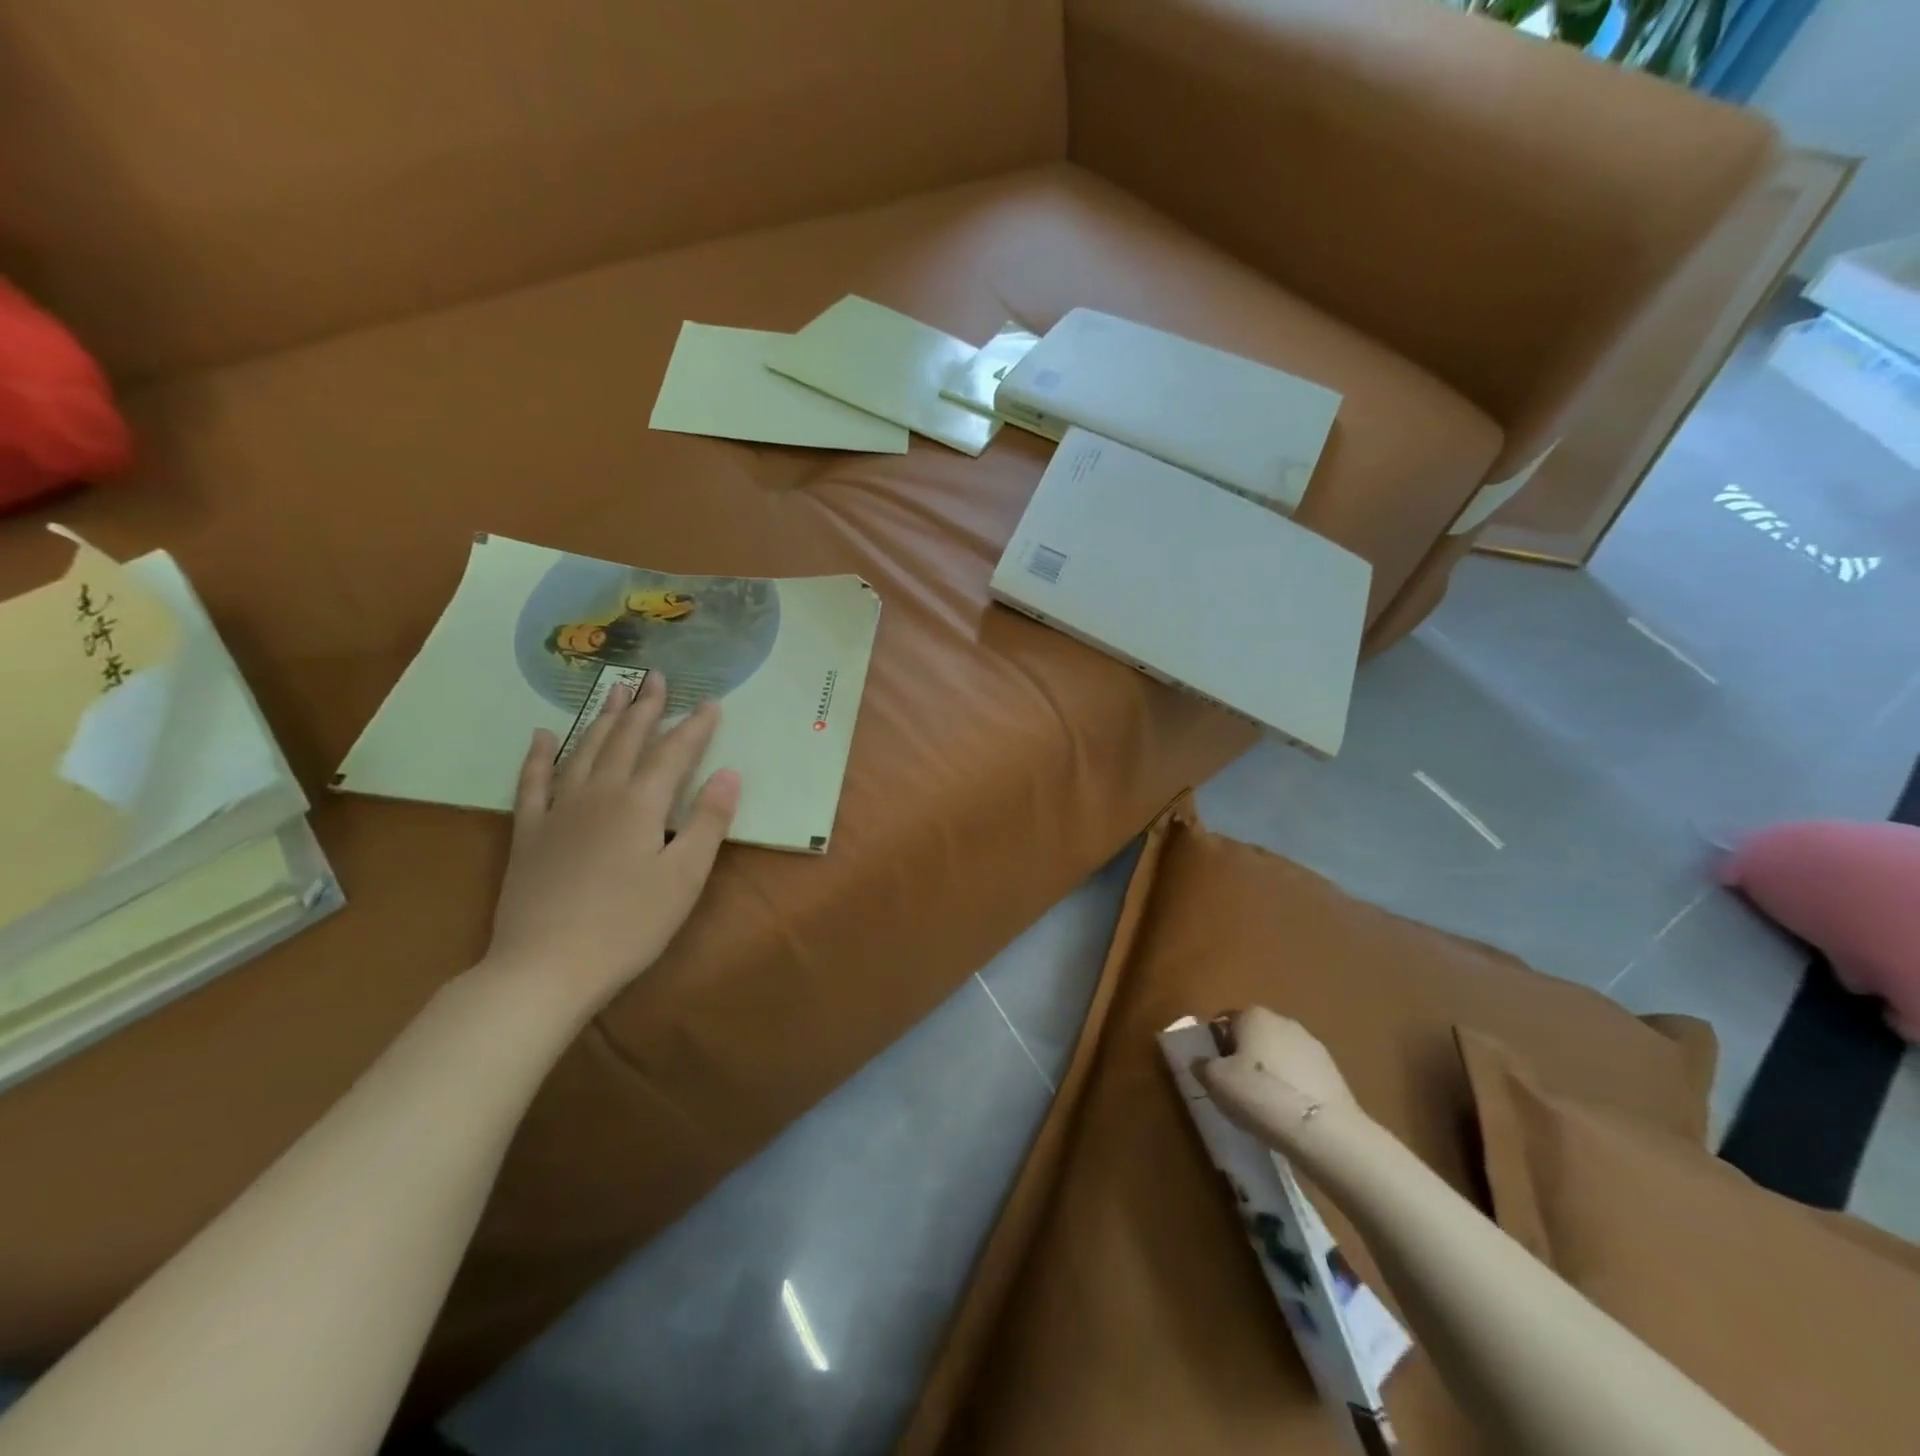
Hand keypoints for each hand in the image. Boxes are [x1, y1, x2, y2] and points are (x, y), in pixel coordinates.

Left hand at [482, 672, 740, 1018]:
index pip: (674, 753)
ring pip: (583, 750)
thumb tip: (731, 772)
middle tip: (656, 677)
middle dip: (645, 707)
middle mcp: (599, 794)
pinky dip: (539, 756)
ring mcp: (559, 810)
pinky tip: (542, 735)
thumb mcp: (685, 877)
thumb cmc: (629, 925)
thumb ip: (708, 821)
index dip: (695, 727)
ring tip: (615, 691)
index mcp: (640, 804)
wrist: (546, 967)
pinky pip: (533, 782)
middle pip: (625, 739)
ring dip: (602, 718)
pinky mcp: (529, 833)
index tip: (711, 702)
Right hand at [1199, 1007, 1359, 1150]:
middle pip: (1254, 1036)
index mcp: (1253, 1015)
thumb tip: (1200, 1063)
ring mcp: (1312, 1045)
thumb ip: (1202, 1066)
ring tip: (1265, 1106)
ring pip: (1279, 1055)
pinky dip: (1292, 1087)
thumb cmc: (1259, 1094)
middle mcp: (1283, 1020)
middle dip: (1244, 1057)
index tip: (1216, 1073)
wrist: (1322, 1129)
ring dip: (1270, 1072)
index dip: (1217, 1047)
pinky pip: (1301, 1074)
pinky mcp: (1333, 1071)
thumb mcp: (1215, 1081)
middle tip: (1237, 1089)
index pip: (1225, 1022)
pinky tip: (1288, 1113)